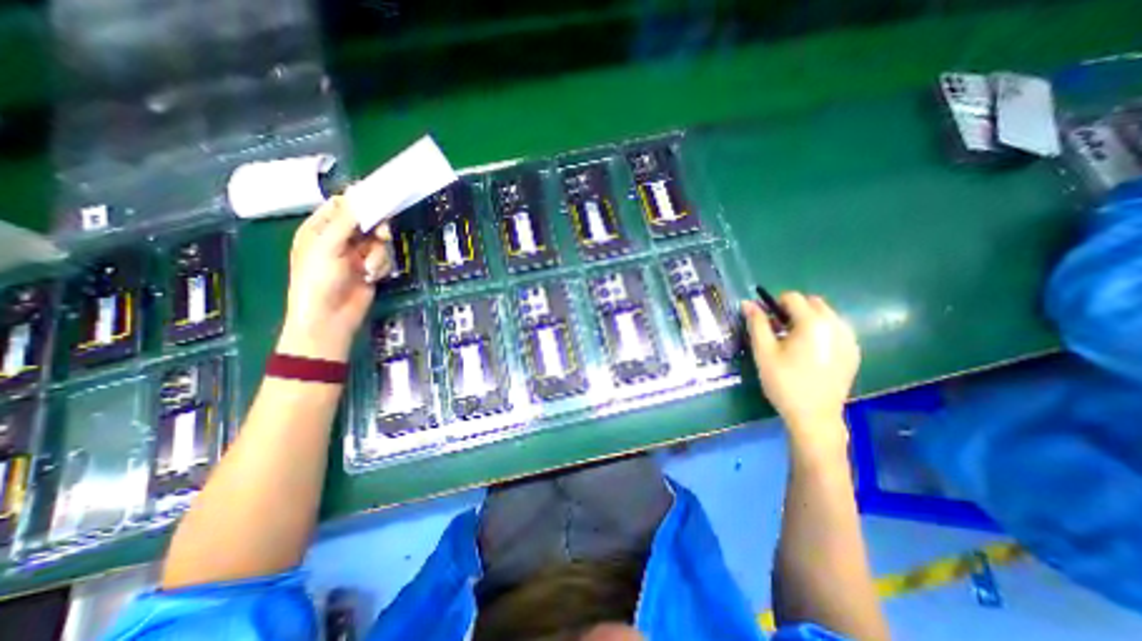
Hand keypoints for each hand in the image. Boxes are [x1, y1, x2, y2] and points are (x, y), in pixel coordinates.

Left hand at [280, 196, 393, 359]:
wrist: (330, 317)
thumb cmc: (319, 279)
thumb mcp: (328, 246)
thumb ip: (345, 221)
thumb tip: (356, 194)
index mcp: (319, 229)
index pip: (341, 206)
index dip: (359, 202)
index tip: (379, 199)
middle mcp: (339, 239)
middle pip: (365, 223)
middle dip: (375, 230)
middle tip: (382, 235)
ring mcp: (356, 255)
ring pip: (378, 242)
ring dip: (377, 255)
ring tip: (367, 269)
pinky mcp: (370, 268)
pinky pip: (383, 258)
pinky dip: (380, 267)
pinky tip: (370, 277)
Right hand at [747, 294, 860, 443]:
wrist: (814, 416)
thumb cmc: (784, 382)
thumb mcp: (763, 352)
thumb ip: (757, 323)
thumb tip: (748, 303)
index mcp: (813, 323)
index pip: (793, 297)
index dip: (774, 304)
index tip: (767, 322)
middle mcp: (836, 325)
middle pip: (812, 302)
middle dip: (793, 310)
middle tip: (778, 331)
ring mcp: (849, 338)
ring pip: (826, 314)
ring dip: (807, 319)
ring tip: (794, 342)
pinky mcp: (853, 351)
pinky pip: (836, 329)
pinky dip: (821, 331)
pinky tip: (810, 352)